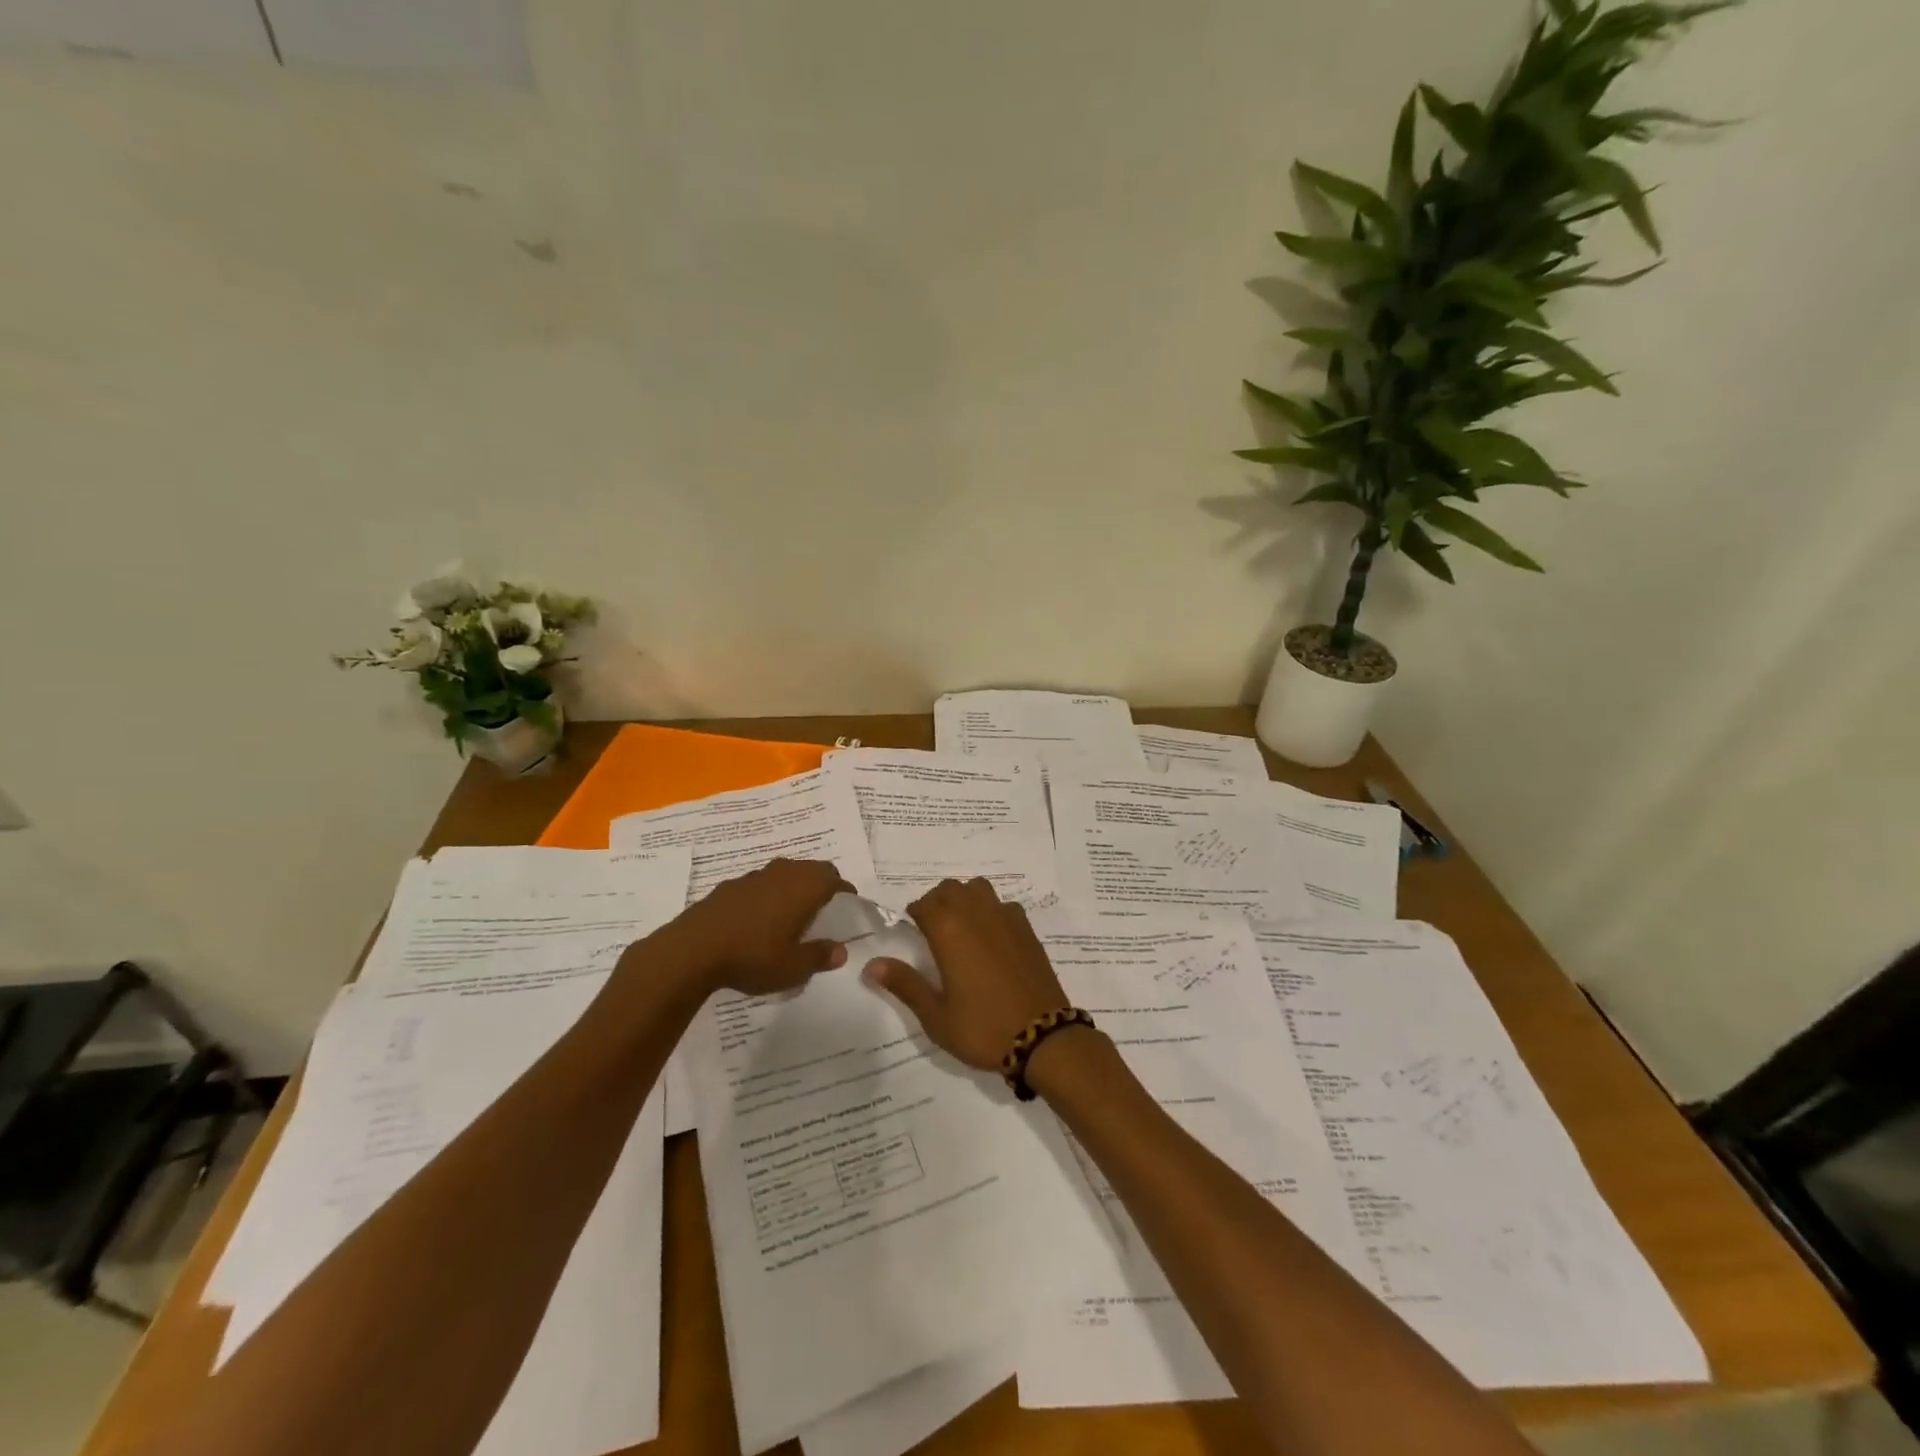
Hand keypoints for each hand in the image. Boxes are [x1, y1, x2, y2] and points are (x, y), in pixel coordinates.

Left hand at [649, 858, 852, 996]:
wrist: (692, 950)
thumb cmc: (753, 956)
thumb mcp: (793, 967)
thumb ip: (820, 957)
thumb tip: (841, 951)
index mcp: (805, 887)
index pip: (835, 880)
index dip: (845, 893)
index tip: (849, 905)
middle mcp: (783, 873)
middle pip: (812, 869)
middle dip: (822, 884)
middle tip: (825, 907)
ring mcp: (754, 877)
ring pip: (784, 873)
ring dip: (793, 887)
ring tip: (793, 912)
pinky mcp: (729, 886)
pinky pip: (760, 884)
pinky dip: (768, 894)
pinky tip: (759, 919)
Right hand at [862, 877, 1070, 1071]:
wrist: (1042, 1036)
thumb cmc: (982, 1028)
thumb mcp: (936, 1015)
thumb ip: (905, 984)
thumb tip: (872, 964)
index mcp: (949, 930)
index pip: (924, 904)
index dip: (914, 914)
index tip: (910, 930)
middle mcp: (977, 914)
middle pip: (950, 889)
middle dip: (937, 902)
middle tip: (932, 930)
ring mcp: (1006, 918)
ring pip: (978, 889)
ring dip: (964, 899)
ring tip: (960, 927)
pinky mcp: (1027, 929)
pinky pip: (1003, 905)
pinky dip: (991, 910)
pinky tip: (991, 938)